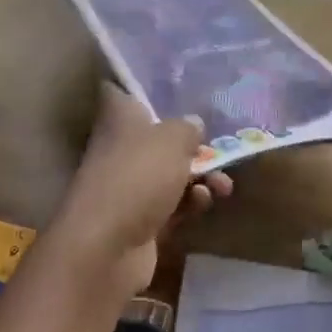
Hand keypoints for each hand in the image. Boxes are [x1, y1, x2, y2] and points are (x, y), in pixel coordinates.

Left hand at [52, 85, 232, 293]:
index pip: (121, 90)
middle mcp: (120, 148)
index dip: (140, 86)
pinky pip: (172, 205)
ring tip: (223, 184)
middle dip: (190, 142)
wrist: (108, 246)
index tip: (170, 85)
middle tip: (219, 146)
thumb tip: (193, 124)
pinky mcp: (140, 220)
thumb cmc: (137, 176)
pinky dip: (190, 202)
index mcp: (118, 118)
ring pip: (169, 173)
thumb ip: (187, 128)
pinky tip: (204, 202)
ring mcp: (129, 186)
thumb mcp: (172, 139)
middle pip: (156, 136)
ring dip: (200, 177)